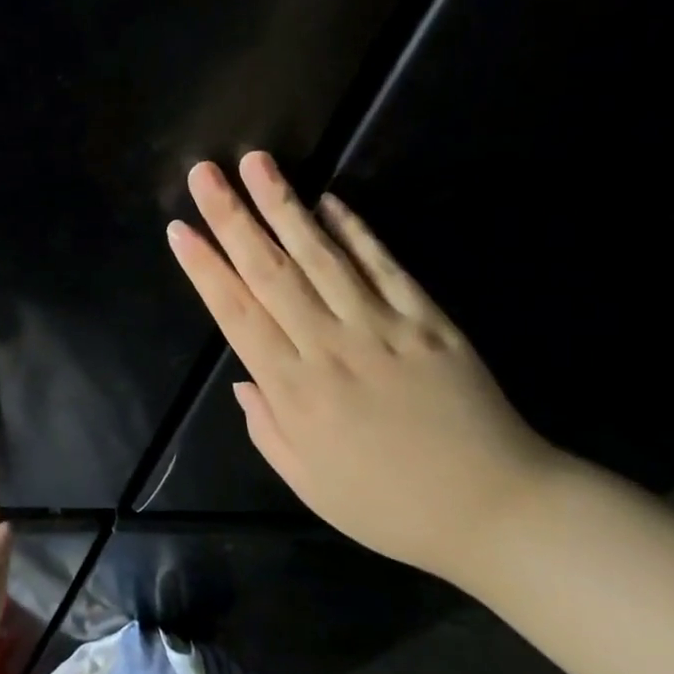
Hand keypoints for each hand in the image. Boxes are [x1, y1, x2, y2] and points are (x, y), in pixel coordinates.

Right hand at [166, 151, 561, 584]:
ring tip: (257, 163)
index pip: (237, 314)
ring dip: (285, 206)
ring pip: (322, 257)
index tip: (180, 230)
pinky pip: (384, 267)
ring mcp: (382, 328)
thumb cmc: (387, 504)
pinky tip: (330, 201)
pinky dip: (356, 231)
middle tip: (205, 174)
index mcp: (294, 390)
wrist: (493, 509)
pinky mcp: (428, 321)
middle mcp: (329, 347)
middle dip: (232, 218)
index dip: (205, 268)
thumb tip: (244, 379)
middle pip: (271, 272)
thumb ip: (267, 427)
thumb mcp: (308, 482)